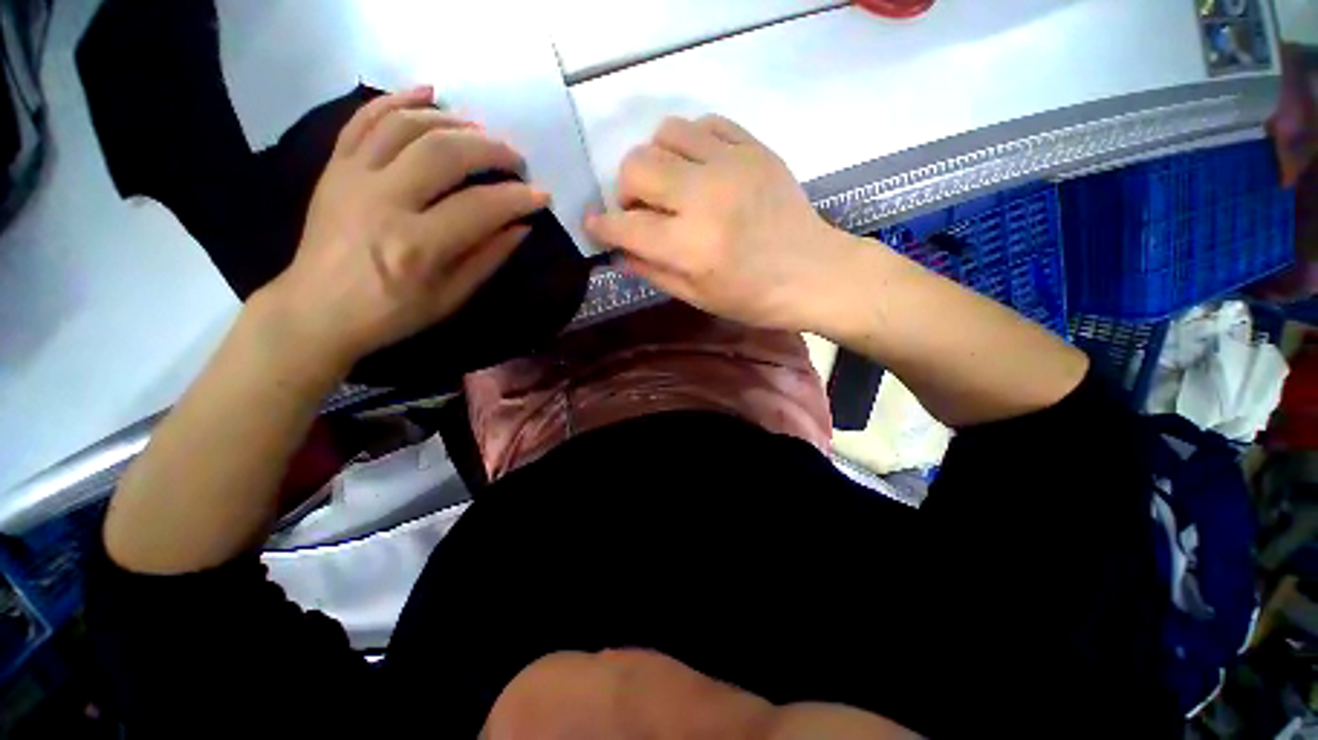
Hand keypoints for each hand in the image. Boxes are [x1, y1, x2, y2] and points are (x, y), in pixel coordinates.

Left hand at [257, 86, 549, 373]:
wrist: (317, 309)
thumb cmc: (392, 313)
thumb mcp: (450, 298)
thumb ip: (488, 259)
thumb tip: (521, 226)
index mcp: (416, 246)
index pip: (480, 207)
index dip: (517, 198)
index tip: (542, 195)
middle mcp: (383, 201)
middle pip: (444, 152)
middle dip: (491, 149)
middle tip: (517, 159)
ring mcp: (353, 178)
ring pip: (407, 126)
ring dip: (452, 120)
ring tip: (482, 130)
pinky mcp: (335, 167)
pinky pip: (365, 119)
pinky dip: (398, 100)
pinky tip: (429, 94)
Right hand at [584, 115, 846, 330]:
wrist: (814, 273)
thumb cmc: (754, 298)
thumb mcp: (697, 297)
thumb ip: (653, 272)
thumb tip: (618, 252)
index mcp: (691, 246)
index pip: (626, 225)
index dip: (601, 225)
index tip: (594, 225)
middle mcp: (705, 197)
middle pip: (636, 166)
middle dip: (627, 191)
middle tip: (644, 211)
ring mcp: (732, 165)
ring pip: (665, 133)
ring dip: (657, 161)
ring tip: (673, 187)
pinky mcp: (754, 148)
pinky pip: (705, 123)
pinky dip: (691, 143)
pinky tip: (700, 169)